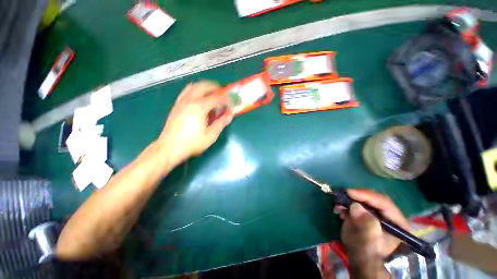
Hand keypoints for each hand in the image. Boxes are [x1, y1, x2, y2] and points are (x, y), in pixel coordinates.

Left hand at [158, 81, 233, 163]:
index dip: (226, 99)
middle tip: (222, 92)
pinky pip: (186, 91)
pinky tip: (198, 97)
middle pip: (203, 86)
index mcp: (200, 107)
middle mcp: (190, 100)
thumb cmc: (192, 142)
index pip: (216, 98)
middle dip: (215, 87)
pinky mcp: (176, 105)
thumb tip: (230, 115)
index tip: (231, 102)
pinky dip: (195, 90)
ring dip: (204, 86)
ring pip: (193, 86)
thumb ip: (221, 123)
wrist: (170, 147)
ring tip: (211, 92)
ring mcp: (181, 101)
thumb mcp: (211, 135)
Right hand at [335, 189, 409, 277]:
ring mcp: (377, 213)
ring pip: (364, 199)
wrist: (359, 259)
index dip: (367, 196)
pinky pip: (356, 203)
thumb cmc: (367, 253)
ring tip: (339, 203)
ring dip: (350, 199)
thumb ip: (365, 226)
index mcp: (397, 223)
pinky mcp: (366, 213)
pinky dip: (346, 204)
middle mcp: (389, 215)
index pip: (384, 203)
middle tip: (344, 195)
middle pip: (374, 199)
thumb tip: (355, 206)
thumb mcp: (367, 243)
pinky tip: (339, 209)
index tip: (350, 192)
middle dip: (358, 196)